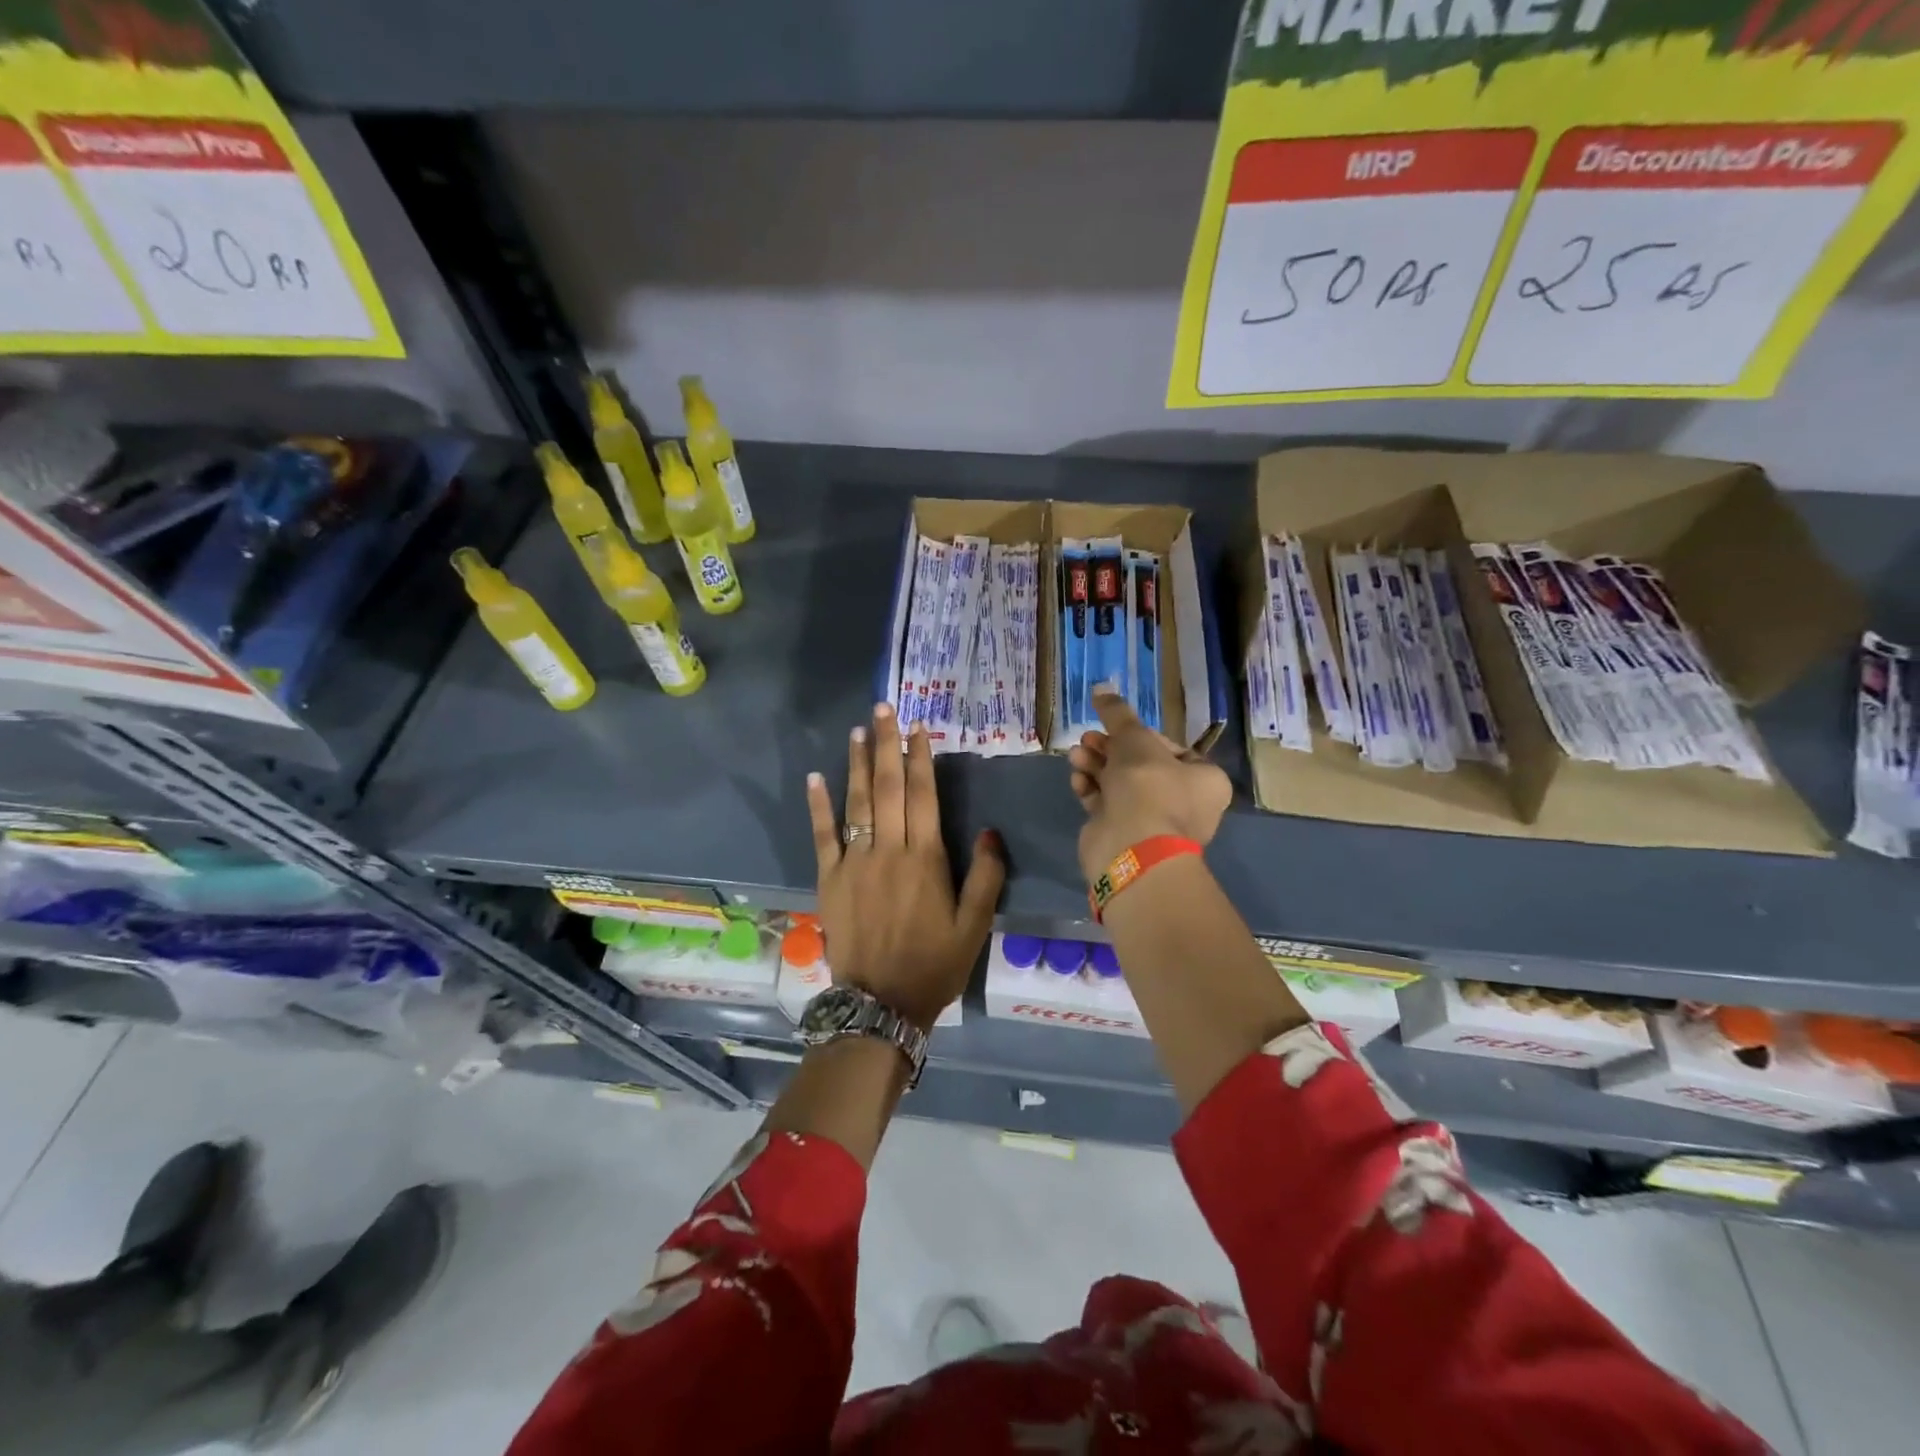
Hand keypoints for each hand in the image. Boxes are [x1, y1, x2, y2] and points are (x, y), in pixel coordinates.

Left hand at [807, 703, 1005, 1030]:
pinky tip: (815, 777)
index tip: (919, 727)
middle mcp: (888, 851)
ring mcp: (854, 863)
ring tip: (858, 730)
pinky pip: (822, 835)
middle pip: (887, 787)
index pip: (923, 795)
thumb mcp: (975, 927)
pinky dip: (818, 805)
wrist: (880, 1003)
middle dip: (887, 744)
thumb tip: (990, 831)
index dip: (921, 758)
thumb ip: (987, 876)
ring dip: (857, 764)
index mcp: (926, 859)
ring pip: (856, 802)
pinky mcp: (829, 879)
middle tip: (883, 709)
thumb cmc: (934, 964)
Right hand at [1068, 688, 1231, 884]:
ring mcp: (1152, 822)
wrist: (1131, 848)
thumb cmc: (1148, 787)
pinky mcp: (1124, 835)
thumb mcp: (1135, 739)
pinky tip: (1078, 781)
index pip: (1171, 747)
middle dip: (1109, 748)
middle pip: (1140, 765)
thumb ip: (1118, 713)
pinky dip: (1092, 790)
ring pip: (1120, 784)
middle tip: (1087, 739)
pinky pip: (1107, 805)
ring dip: (1096, 766)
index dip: (1139, 734)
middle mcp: (1184, 802)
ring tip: (1076, 756)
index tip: (1116, 727)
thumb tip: (1102, 687)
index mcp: (1204, 779)